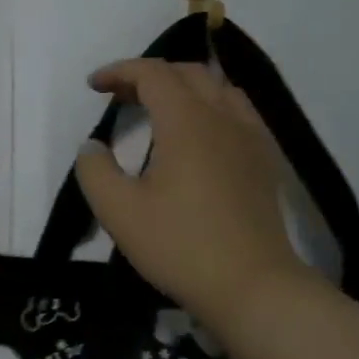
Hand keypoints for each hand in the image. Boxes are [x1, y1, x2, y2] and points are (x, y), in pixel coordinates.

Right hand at [74, 60, 308, 334]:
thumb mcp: (118, 211)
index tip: (94, 86)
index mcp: (187, 122)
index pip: (153, 74)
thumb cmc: (179, 245)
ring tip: (157, 109)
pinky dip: (209, 106)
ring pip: (218, 88)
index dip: (120, 71)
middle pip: (188, 73)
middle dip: (149, 75)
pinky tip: (197, 135)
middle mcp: (224, 118)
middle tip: (119, 97)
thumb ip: (95, 170)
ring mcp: (251, 138)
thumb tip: (93, 146)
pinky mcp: (264, 161)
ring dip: (183, 87)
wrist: (253, 287)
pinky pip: (237, 111)